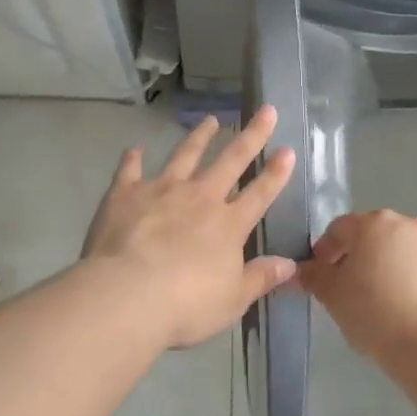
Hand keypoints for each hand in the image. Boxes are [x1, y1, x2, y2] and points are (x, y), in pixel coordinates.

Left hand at [81, 107, 297, 351]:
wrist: (128, 295)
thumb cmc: (186, 305)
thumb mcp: (232, 300)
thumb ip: (260, 278)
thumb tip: (291, 265)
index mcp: (228, 225)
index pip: (260, 193)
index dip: (276, 173)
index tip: (287, 150)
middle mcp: (200, 198)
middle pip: (231, 160)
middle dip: (251, 135)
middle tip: (265, 110)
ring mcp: (162, 190)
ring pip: (186, 155)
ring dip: (200, 136)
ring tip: (210, 120)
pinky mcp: (126, 193)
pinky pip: (130, 170)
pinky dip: (133, 158)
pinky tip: (135, 149)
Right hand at [298, 209, 416, 364]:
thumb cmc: (373, 313)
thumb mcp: (331, 295)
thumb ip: (312, 275)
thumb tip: (299, 270)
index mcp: (375, 223)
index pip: (340, 229)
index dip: (325, 250)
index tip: (320, 275)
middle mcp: (411, 225)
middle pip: (376, 236)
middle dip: (361, 257)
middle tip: (352, 288)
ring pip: (406, 252)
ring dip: (393, 267)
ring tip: (386, 301)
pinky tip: (413, 309)